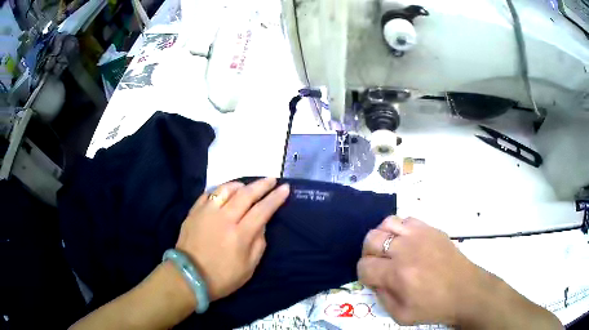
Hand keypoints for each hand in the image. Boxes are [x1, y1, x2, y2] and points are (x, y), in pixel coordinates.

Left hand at [176, 178, 289, 300]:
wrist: (188, 277)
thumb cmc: (222, 277)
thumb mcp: (249, 268)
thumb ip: (259, 244)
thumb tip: (261, 224)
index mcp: (240, 234)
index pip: (262, 210)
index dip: (275, 198)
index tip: (285, 188)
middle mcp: (224, 218)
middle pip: (246, 194)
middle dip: (262, 185)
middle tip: (272, 179)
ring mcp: (207, 213)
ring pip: (226, 189)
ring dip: (240, 185)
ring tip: (247, 185)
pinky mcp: (194, 212)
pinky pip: (208, 194)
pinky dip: (220, 190)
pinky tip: (225, 192)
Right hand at [358, 216, 490, 325]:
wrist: (466, 291)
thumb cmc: (434, 307)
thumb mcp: (401, 315)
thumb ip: (381, 298)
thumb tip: (375, 281)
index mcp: (397, 274)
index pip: (364, 265)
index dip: (364, 274)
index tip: (372, 280)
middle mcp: (406, 249)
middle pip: (371, 239)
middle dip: (368, 253)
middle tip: (378, 264)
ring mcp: (420, 235)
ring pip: (387, 223)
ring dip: (383, 237)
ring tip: (390, 250)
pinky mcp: (431, 229)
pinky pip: (407, 219)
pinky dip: (400, 229)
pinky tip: (407, 242)